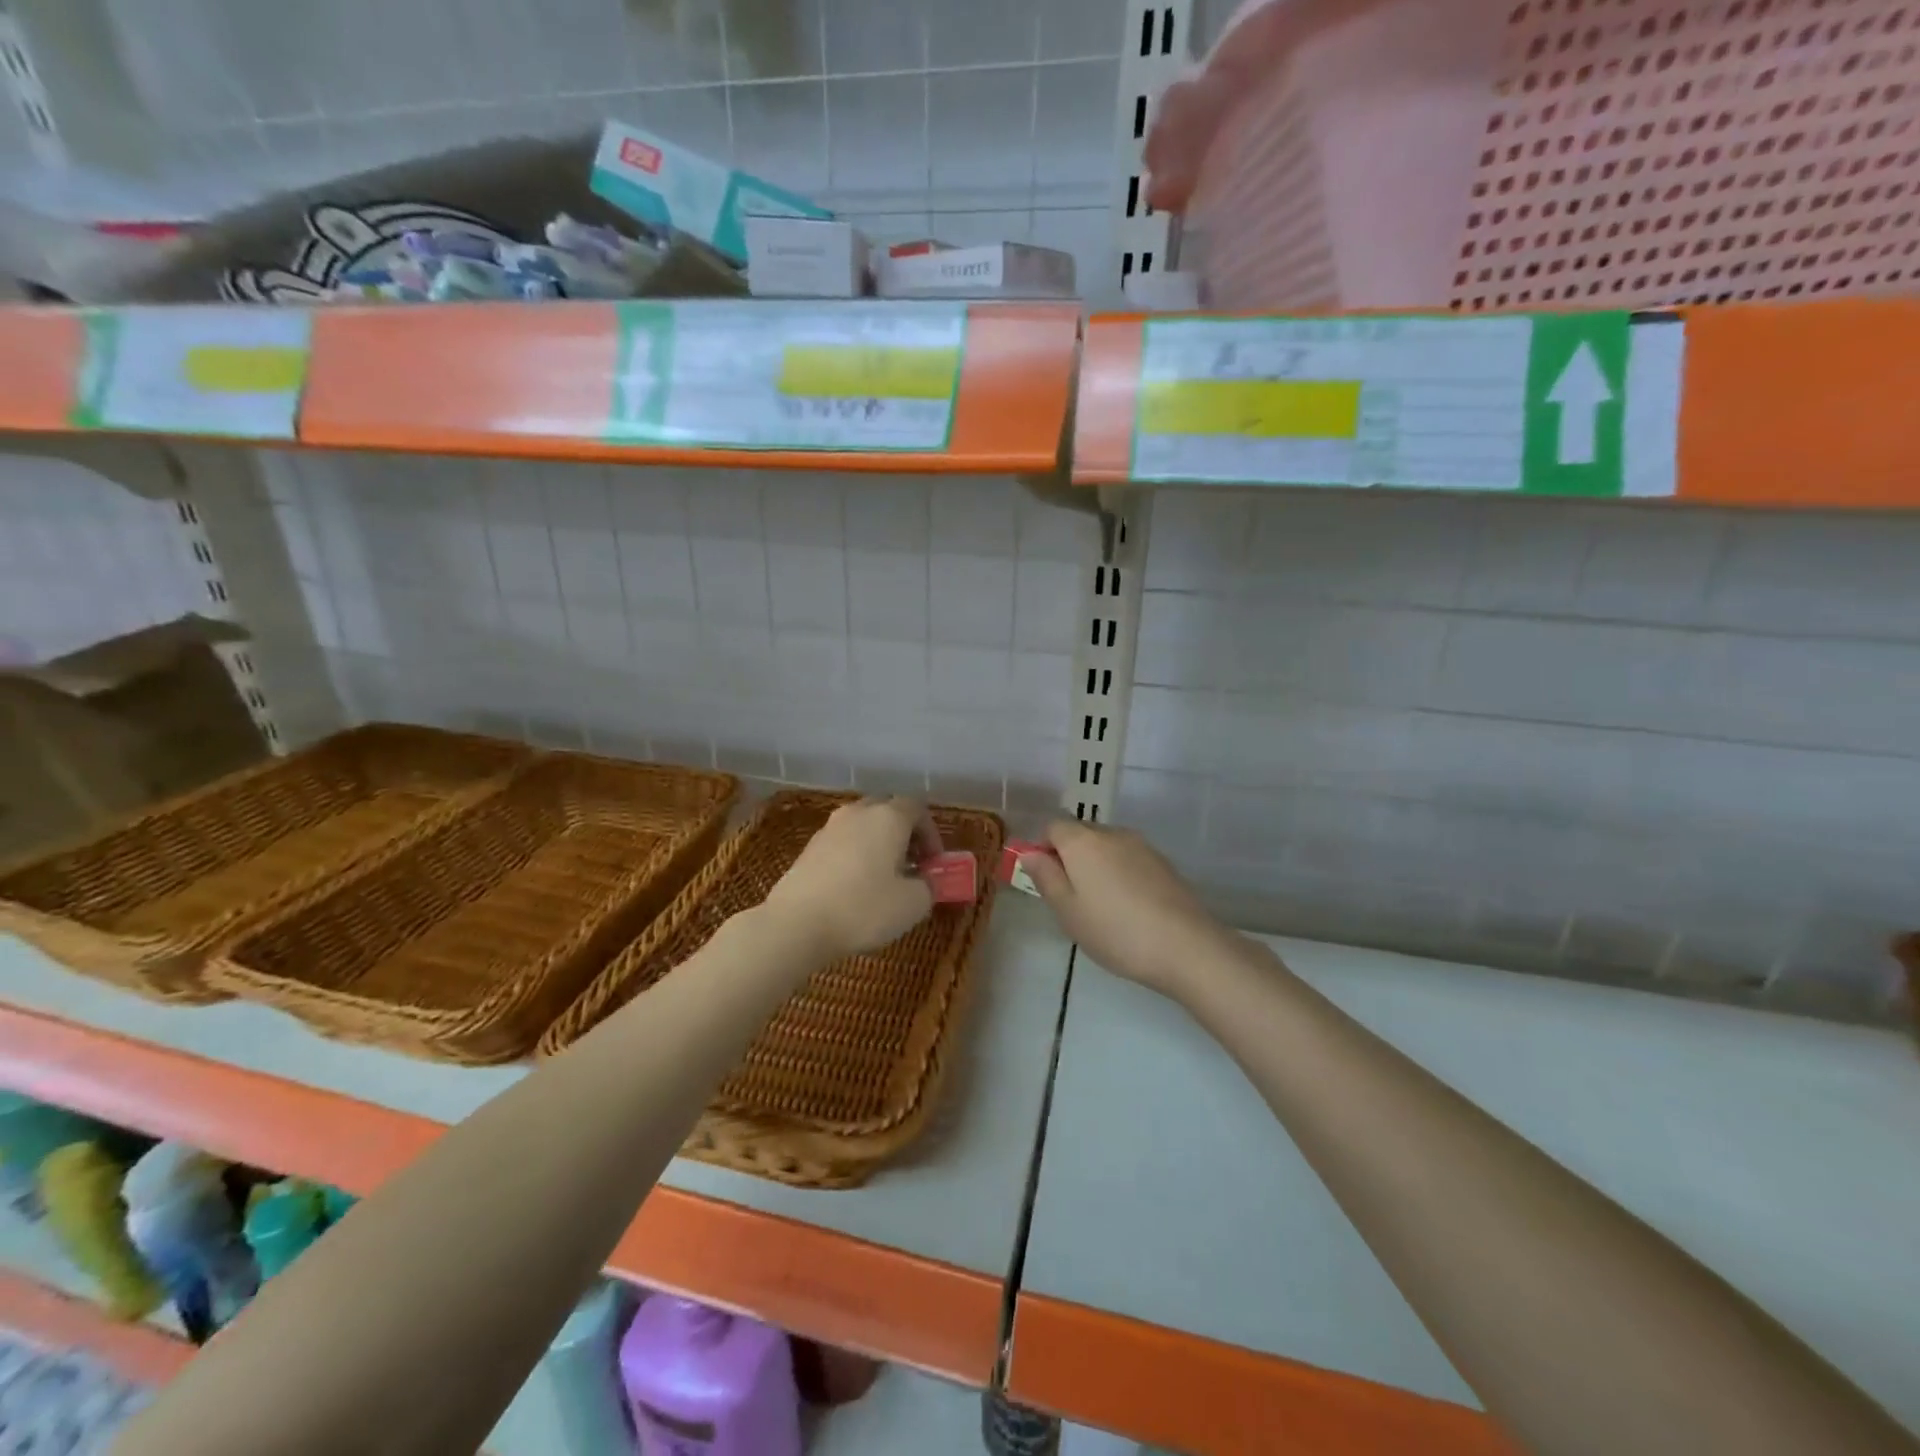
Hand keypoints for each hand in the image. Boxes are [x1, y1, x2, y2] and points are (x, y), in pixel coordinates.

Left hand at [762, 797, 941, 961]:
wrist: (796, 924)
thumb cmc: (863, 908)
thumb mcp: (912, 904)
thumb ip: (928, 886)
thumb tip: (925, 880)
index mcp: (888, 816)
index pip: (918, 808)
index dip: (932, 834)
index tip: (934, 863)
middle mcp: (858, 812)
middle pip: (888, 810)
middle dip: (904, 834)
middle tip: (912, 865)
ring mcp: (829, 828)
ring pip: (863, 826)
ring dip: (878, 844)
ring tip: (884, 878)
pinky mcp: (808, 848)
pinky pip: (842, 842)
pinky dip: (855, 856)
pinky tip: (855, 887)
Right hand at [1021, 820, 1239, 1000]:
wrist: (1186, 946)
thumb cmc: (1115, 930)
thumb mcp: (1068, 910)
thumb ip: (1046, 877)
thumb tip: (1030, 852)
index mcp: (1082, 841)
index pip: (1052, 826)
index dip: (1043, 848)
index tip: (1046, 881)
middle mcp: (1112, 833)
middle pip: (1081, 833)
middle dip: (1070, 857)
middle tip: (1071, 898)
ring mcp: (1142, 846)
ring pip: (1107, 846)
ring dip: (1097, 866)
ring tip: (1101, 906)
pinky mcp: (1164, 863)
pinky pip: (1130, 859)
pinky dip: (1121, 874)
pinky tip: (1129, 907)